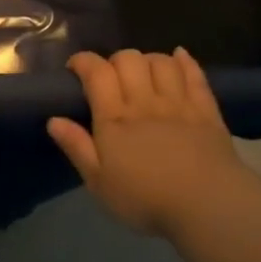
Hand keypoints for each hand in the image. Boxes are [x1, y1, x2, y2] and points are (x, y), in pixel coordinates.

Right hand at [47, 48, 249, 238]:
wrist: (206, 205)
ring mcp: (178, 102)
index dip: (83, 61)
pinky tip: (179, 57)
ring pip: (161, 61)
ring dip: (148, 60)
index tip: (75, 68)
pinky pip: (195, 74)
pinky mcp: (205, 110)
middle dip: (115, 60)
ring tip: (143, 73)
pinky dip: (184, 61)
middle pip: (129, 59)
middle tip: (111, 78)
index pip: (96, 72)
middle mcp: (145, 101)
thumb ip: (77, 147)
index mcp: (114, 118)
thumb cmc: (145, 199)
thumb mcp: (99, 182)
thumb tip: (54, 120)